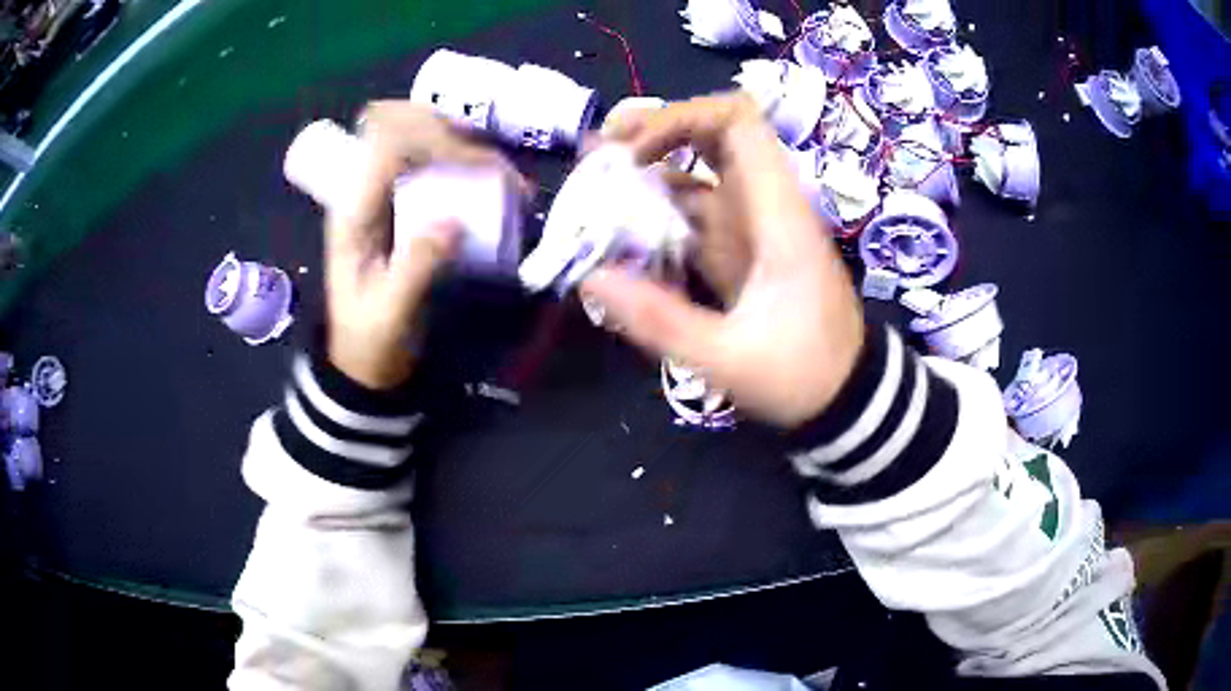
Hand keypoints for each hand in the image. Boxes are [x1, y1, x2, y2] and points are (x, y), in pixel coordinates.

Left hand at [325, 102, 520, 388]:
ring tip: (502, 173)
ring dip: (463, 141)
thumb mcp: (390, 314)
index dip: (433, 137)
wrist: (364, 359)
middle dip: (451, 130)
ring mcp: (384, 191)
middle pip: (402, 123)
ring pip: (418, 133)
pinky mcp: (403, 200)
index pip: (385, 143)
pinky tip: (494, 179)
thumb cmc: (371, 338)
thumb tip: (453, 223)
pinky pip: (433, 159)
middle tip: (495, 165)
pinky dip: (466, 159)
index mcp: (352, 209)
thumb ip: (415, 270)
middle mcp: (366, 188)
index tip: (478, 164)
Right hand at [583, 93, 864, 427]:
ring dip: (651, 167)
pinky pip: (698, 209)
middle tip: (601, 151)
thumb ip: (660, 320)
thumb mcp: (728, 359)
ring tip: (596, 182)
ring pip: (702, 168)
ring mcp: (754, 223)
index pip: (738, 122)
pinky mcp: (743, 246)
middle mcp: (766, 204)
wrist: (846, 394)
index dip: (679, 117)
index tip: (633, 153)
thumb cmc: (802, 374)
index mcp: (777, 213)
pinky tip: (621, 227)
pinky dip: (659, 207)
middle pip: (716, 131)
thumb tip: (590, 276)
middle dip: (656, 129)